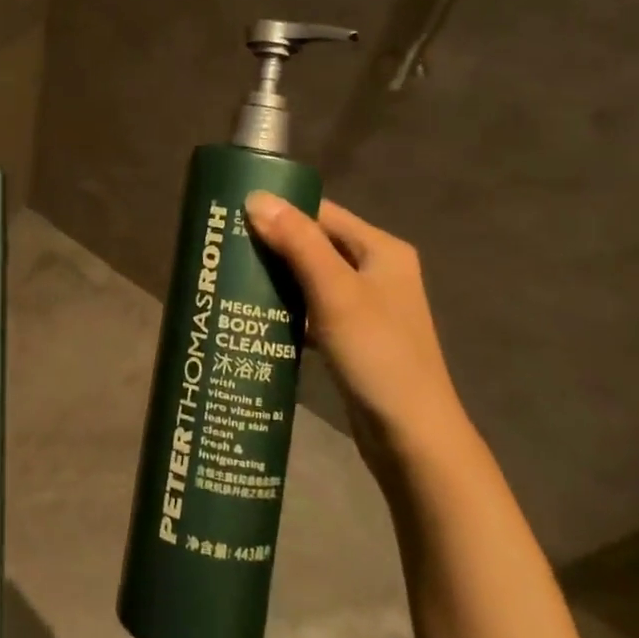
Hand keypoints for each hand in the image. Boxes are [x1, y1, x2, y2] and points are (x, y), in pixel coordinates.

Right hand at [245, 192, 469, 471]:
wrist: (414, 440)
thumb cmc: (378, 355)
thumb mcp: (335, 292)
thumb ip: (297, 242)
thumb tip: (255, 197)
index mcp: (381, 250)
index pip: (321, 212)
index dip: (279, 209)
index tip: (233, 212)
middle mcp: (377, 271)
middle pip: (314, 244)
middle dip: (272, 244)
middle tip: (224, 246)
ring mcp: (366, 307)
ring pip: (310, 278)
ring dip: (277, 277)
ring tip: (230, 276)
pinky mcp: (353, 338)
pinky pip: (313, 309)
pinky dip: (288, 309)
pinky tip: (256, 315)